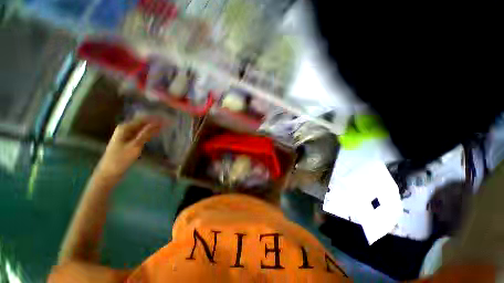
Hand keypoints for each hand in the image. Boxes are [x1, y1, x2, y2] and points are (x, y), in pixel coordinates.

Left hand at [97, 117, 161, 177]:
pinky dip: (143, 137)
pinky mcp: (123, 145)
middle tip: (165, 126)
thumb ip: (145, 135)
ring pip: (138, 131)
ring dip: (148, 131)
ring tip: (160, 131)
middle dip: (152, 124)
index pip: (142, 119)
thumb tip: (157, 123)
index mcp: (125, 127)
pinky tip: (149, 139)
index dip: (154, 119)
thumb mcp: (134, 147)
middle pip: (140, 124)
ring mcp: (123, 137)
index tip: (165, 120)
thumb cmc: (119, 160)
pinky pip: (135, 137)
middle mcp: (124, 129)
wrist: (107, 174)